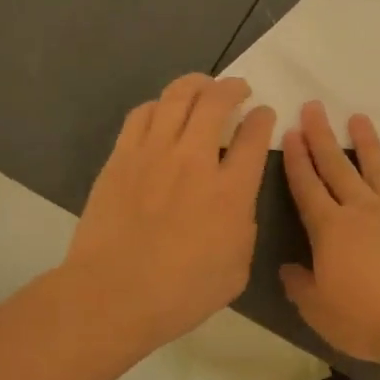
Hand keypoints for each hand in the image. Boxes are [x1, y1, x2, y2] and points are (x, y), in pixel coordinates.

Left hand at [64, 74, 275, 348]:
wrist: (114, 295)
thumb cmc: (183, 292)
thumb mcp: (237, 268)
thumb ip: (243, 227)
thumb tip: (236, 205)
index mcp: (231, 191)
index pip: (253, 137)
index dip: (262, 119)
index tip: (264, 114)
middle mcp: (194, 161)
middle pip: (215, 103)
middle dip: (232, 88)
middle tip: (238, 89)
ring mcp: (153, 155)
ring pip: (175, 98)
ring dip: (195, 85)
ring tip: (202, 86)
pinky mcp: (121, 159)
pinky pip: (142, 115)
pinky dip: (159, 105)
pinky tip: (163, 110)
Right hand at [280, 103, 379, 366]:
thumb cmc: (368, 319)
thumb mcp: (319, 311)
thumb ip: (300, 286)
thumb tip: (287, 268)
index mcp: (330, 230)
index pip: (307, 188)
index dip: (297, 160)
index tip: (290, 132)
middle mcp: (362, 212)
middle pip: (338, 169)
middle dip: (323, 138)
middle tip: (315, 107)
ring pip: (378, 172)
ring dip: (368, 145)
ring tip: (359, 119)